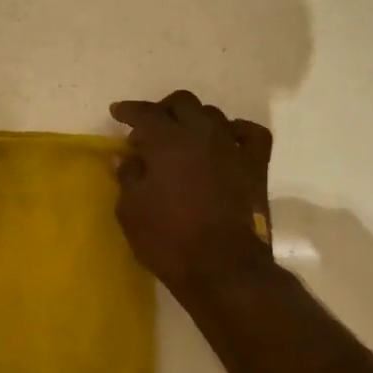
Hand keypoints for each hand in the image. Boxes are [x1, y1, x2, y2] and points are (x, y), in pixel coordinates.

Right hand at [109, 91, 273, 298]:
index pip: (145, 113)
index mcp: (167, 140)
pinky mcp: (255, 167)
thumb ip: (128, 176)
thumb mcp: (131, 210)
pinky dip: (235, 131)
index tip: (117, 113)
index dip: (128, 111)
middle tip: (148, 130)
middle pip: (182, 103)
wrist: (223, 269)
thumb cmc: (169, 239)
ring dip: (193, 121)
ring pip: (213, 115)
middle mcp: (202, 133)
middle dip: (162, 111)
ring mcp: (232, 147)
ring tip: (182, 139)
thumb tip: (127, 158)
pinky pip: (250, 134)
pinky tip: (225, 141)